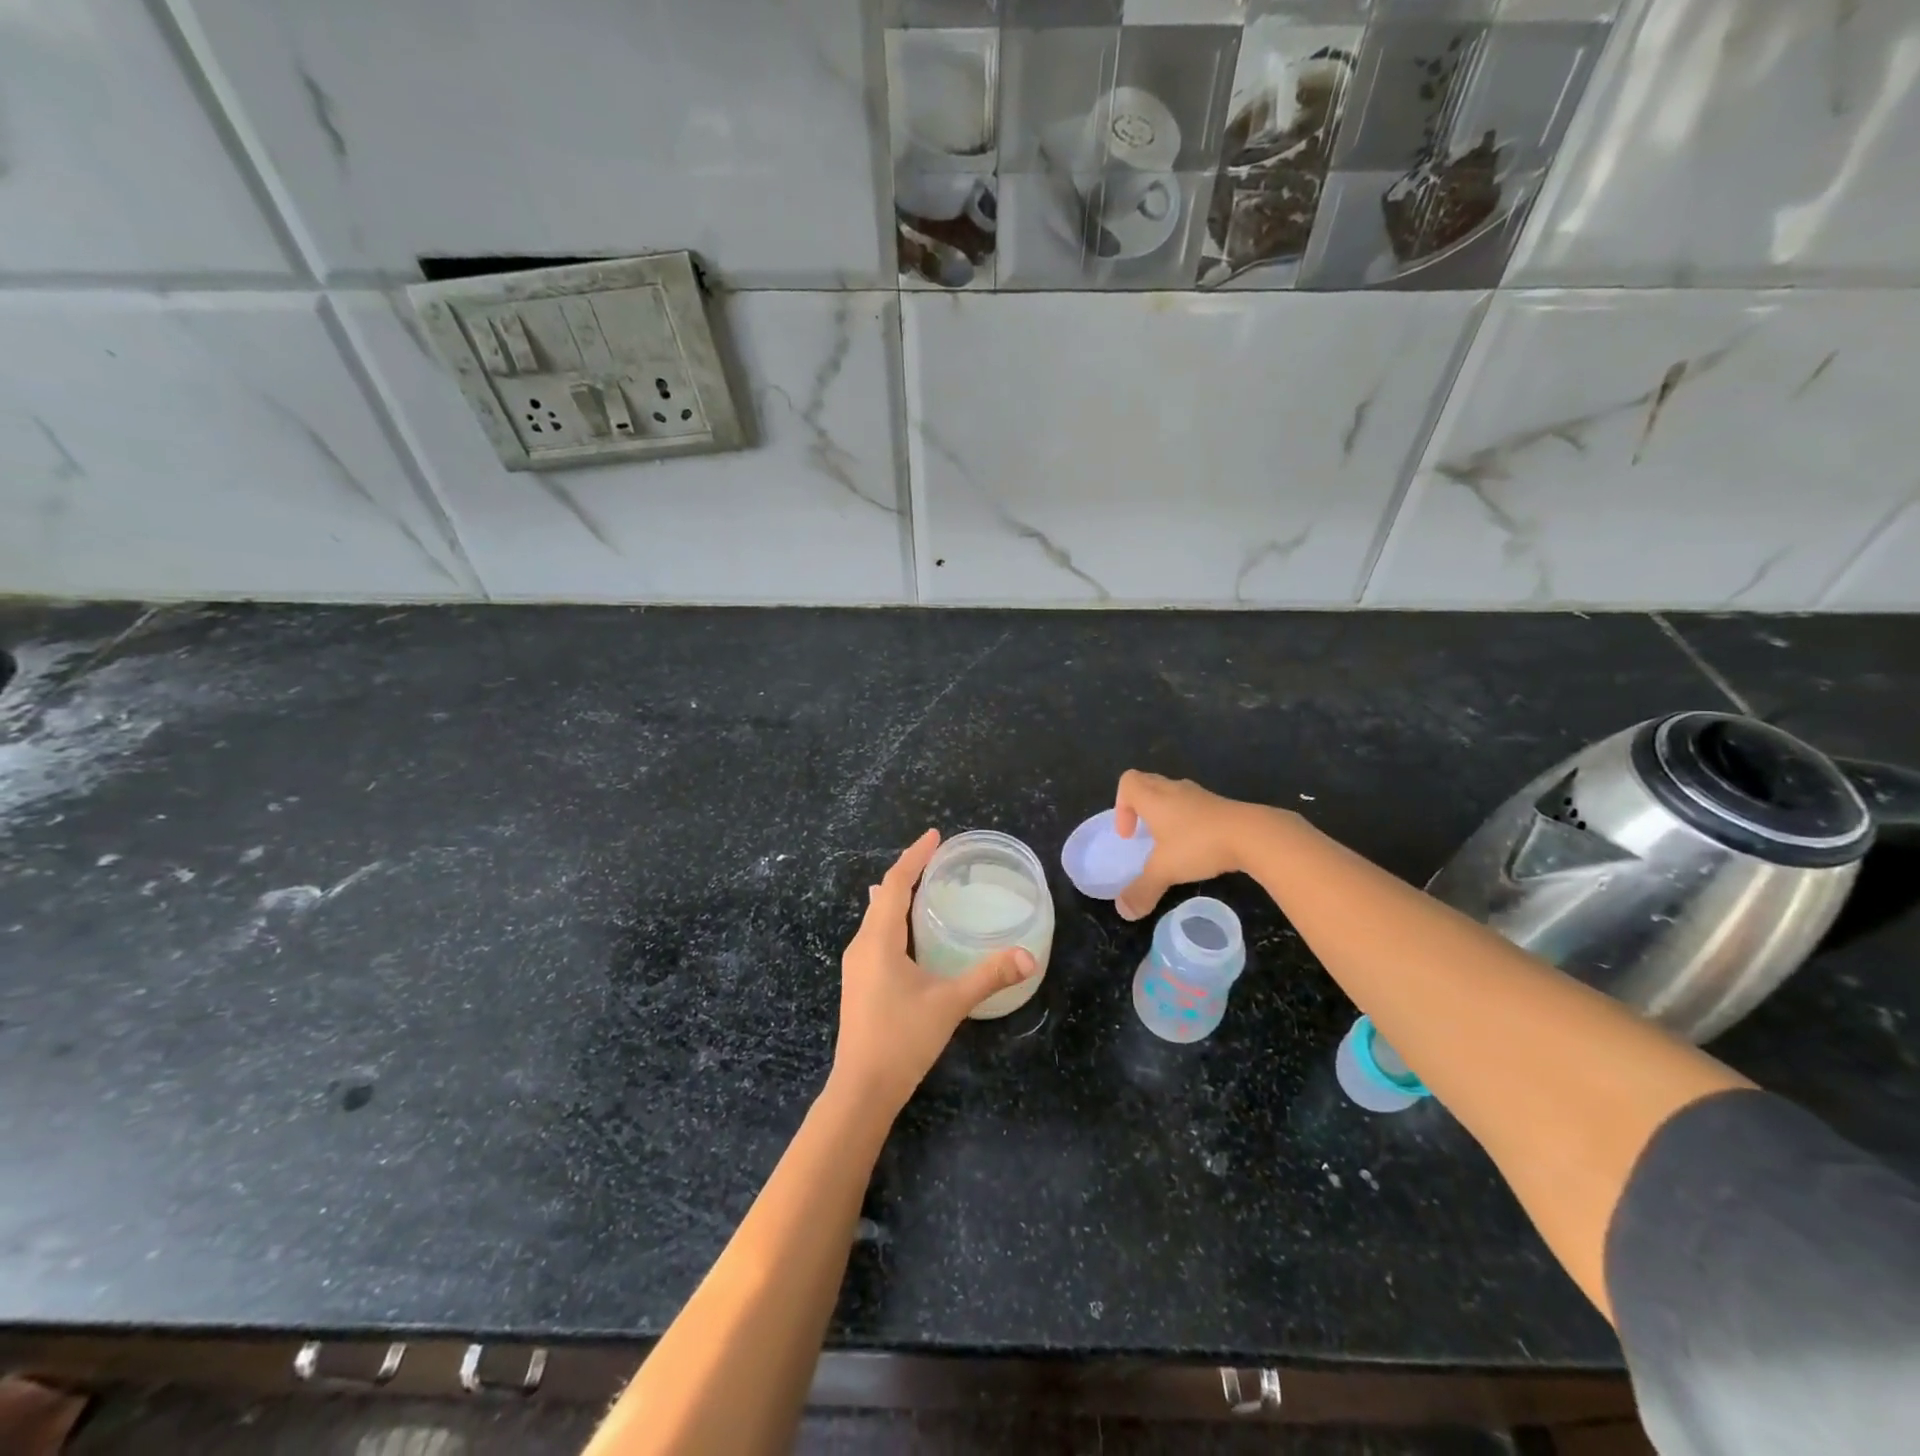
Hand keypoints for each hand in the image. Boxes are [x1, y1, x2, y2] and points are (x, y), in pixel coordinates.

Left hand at [832, 829, 1037, 1110]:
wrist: (861, 1089)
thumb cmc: (902, 1040)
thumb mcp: (950, 1004)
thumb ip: (989, 976)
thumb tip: (1029, 956)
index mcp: (878, 940)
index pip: (895, 884)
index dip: (914, 856)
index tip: (935, 836)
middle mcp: (861, 945)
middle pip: (883, 896)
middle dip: (909, 872)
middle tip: (939, 858)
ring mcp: (855, 965)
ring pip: (877, 916)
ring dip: (899, 896)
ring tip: (928, 886)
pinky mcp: (858, 982)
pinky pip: (876, 935)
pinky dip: (895, 919)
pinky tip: (911, 932)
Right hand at [1113, 771, 1268, 921]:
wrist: (1253, 835)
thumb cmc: (1198, 844)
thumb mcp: (1165, 871)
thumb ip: (1142, 890)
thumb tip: (1124, 912)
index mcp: (1154, 798)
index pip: (1128, 783)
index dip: (1121, 806)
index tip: (1129, 835)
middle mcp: (1174, 790)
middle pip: (1148, 784)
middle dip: (1140, 807)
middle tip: (1144, 834)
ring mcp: (1200, 796)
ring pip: (1174, 795)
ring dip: (1166, 814)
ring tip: (1170, 843)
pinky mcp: (1221, 806)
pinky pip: (1195, 807)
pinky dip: (1190, 822)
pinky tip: (1197, 847)